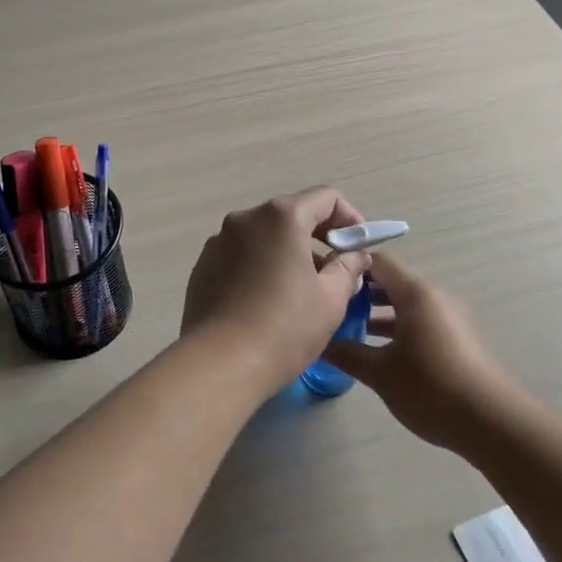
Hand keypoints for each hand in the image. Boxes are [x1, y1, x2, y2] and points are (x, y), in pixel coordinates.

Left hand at [181, 188, 374, 385]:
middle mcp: (246, 219)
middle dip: (318, 236)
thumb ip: (348, 268)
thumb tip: (354, 256)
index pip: (325, 198)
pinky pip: (241, 256)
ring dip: (287, 252)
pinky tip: (266, 301)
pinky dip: (260, 266)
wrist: (219, 363)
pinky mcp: (203, 266)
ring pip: (264, 236)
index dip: (349, 217)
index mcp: (281, 217)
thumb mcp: (331, 299)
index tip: (358, 246)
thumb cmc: (284, 327)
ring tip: (301, 289)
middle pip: (291, 214)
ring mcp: (219, 241)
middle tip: (336, 269)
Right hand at [323, 252, 517, 450]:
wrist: (492, 422)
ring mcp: (449, 318)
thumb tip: (318, 342)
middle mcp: (434, 297)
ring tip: (348, 330)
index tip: (324, 278)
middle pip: (391, 282)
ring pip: (405, 304)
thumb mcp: (380, 372)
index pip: (377, 261)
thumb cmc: (430, 387)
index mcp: (415, 293)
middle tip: (330, 307)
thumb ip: (346, 353)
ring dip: (377, 313)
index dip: (349, 265)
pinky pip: (420, 321)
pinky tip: (379, 352)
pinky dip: (397, 328)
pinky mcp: (458, 340)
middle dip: (360, 292)